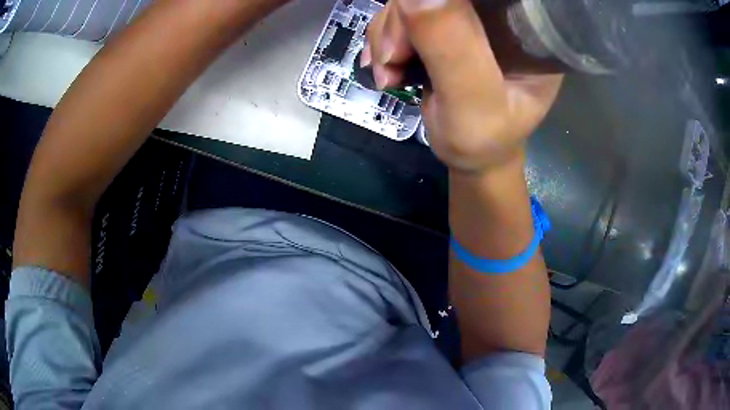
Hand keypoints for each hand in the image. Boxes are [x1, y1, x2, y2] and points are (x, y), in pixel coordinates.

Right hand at [363, 0, 562, 172]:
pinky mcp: (445, 25)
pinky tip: (387, 64)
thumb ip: (450, 50)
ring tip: (390, 72)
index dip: (447, 4)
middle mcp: (500, 16)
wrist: (470, 154)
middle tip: (393, 59)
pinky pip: (403, 13)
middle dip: (404, 20)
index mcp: (528, 30)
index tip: (415, 30)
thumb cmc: (484, 140)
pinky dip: (386, 37)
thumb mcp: (473, 104)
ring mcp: (470, 19)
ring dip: (389, 33)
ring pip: (414, 0)